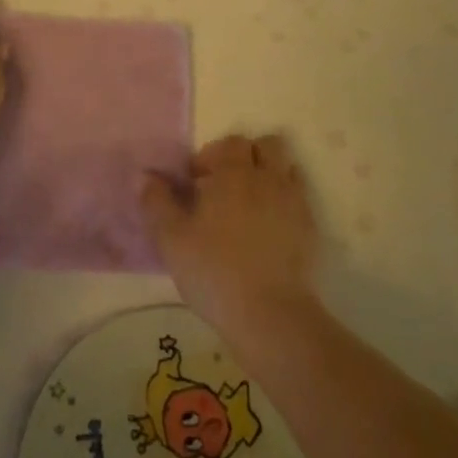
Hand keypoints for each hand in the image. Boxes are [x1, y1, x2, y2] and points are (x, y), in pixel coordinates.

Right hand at [141, 133, 319, 335]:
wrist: (270, 315)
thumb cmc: (214, 271)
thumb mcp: (171, 239)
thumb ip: (156, 202)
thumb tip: (146, 176)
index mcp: (233, 173)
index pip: (230, 143)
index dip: (212, 156)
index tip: (196, 183)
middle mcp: (267, 178)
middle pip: (266, 146)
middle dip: (245, 157)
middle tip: (224, 186)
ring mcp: (294, 202)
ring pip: (287, 167)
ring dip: (269, 174)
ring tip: (249, 202)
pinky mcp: (311, 229)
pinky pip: (300, 198)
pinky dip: (284, 201)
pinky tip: (269, 228)